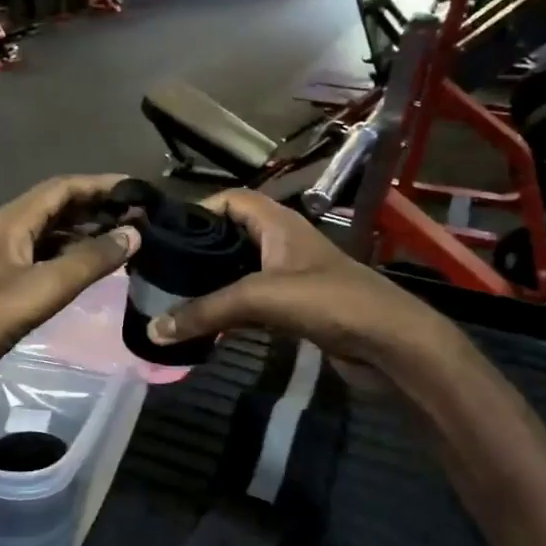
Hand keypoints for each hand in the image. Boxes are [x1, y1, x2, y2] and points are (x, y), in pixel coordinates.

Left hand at [0, 175, 139, 423]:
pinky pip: (48, 259)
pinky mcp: (8, 285)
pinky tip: (98, 270)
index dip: (100, 185)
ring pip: (54, 235)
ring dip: (88, 233)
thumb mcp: (42, 288)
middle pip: (59, 207)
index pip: (62, 188)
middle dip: (98, 208)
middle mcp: (10, 231)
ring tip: (128, 241)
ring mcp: (7, 259)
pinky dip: (75, 258)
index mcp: (12, 221)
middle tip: (142, 218)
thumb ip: (89, 261)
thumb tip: (133, 235)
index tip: (139, 190)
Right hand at [144, 190, 460, 368]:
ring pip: (239, 273)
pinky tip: (204, 326)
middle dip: (198, 251)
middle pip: (231, 237)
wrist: (391, 345)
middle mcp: (282, 244)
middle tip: (159, 270)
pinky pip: (251, 304)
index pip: (231, 200)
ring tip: (171, 298)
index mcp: (278, 223)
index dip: (198, 209)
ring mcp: (290, 278)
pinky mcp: (295, 310)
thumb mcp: (262, 298)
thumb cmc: (330, 302)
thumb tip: (154, 329)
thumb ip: (206, 311)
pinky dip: (228, 312)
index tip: (163, 232)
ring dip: (211, 285)